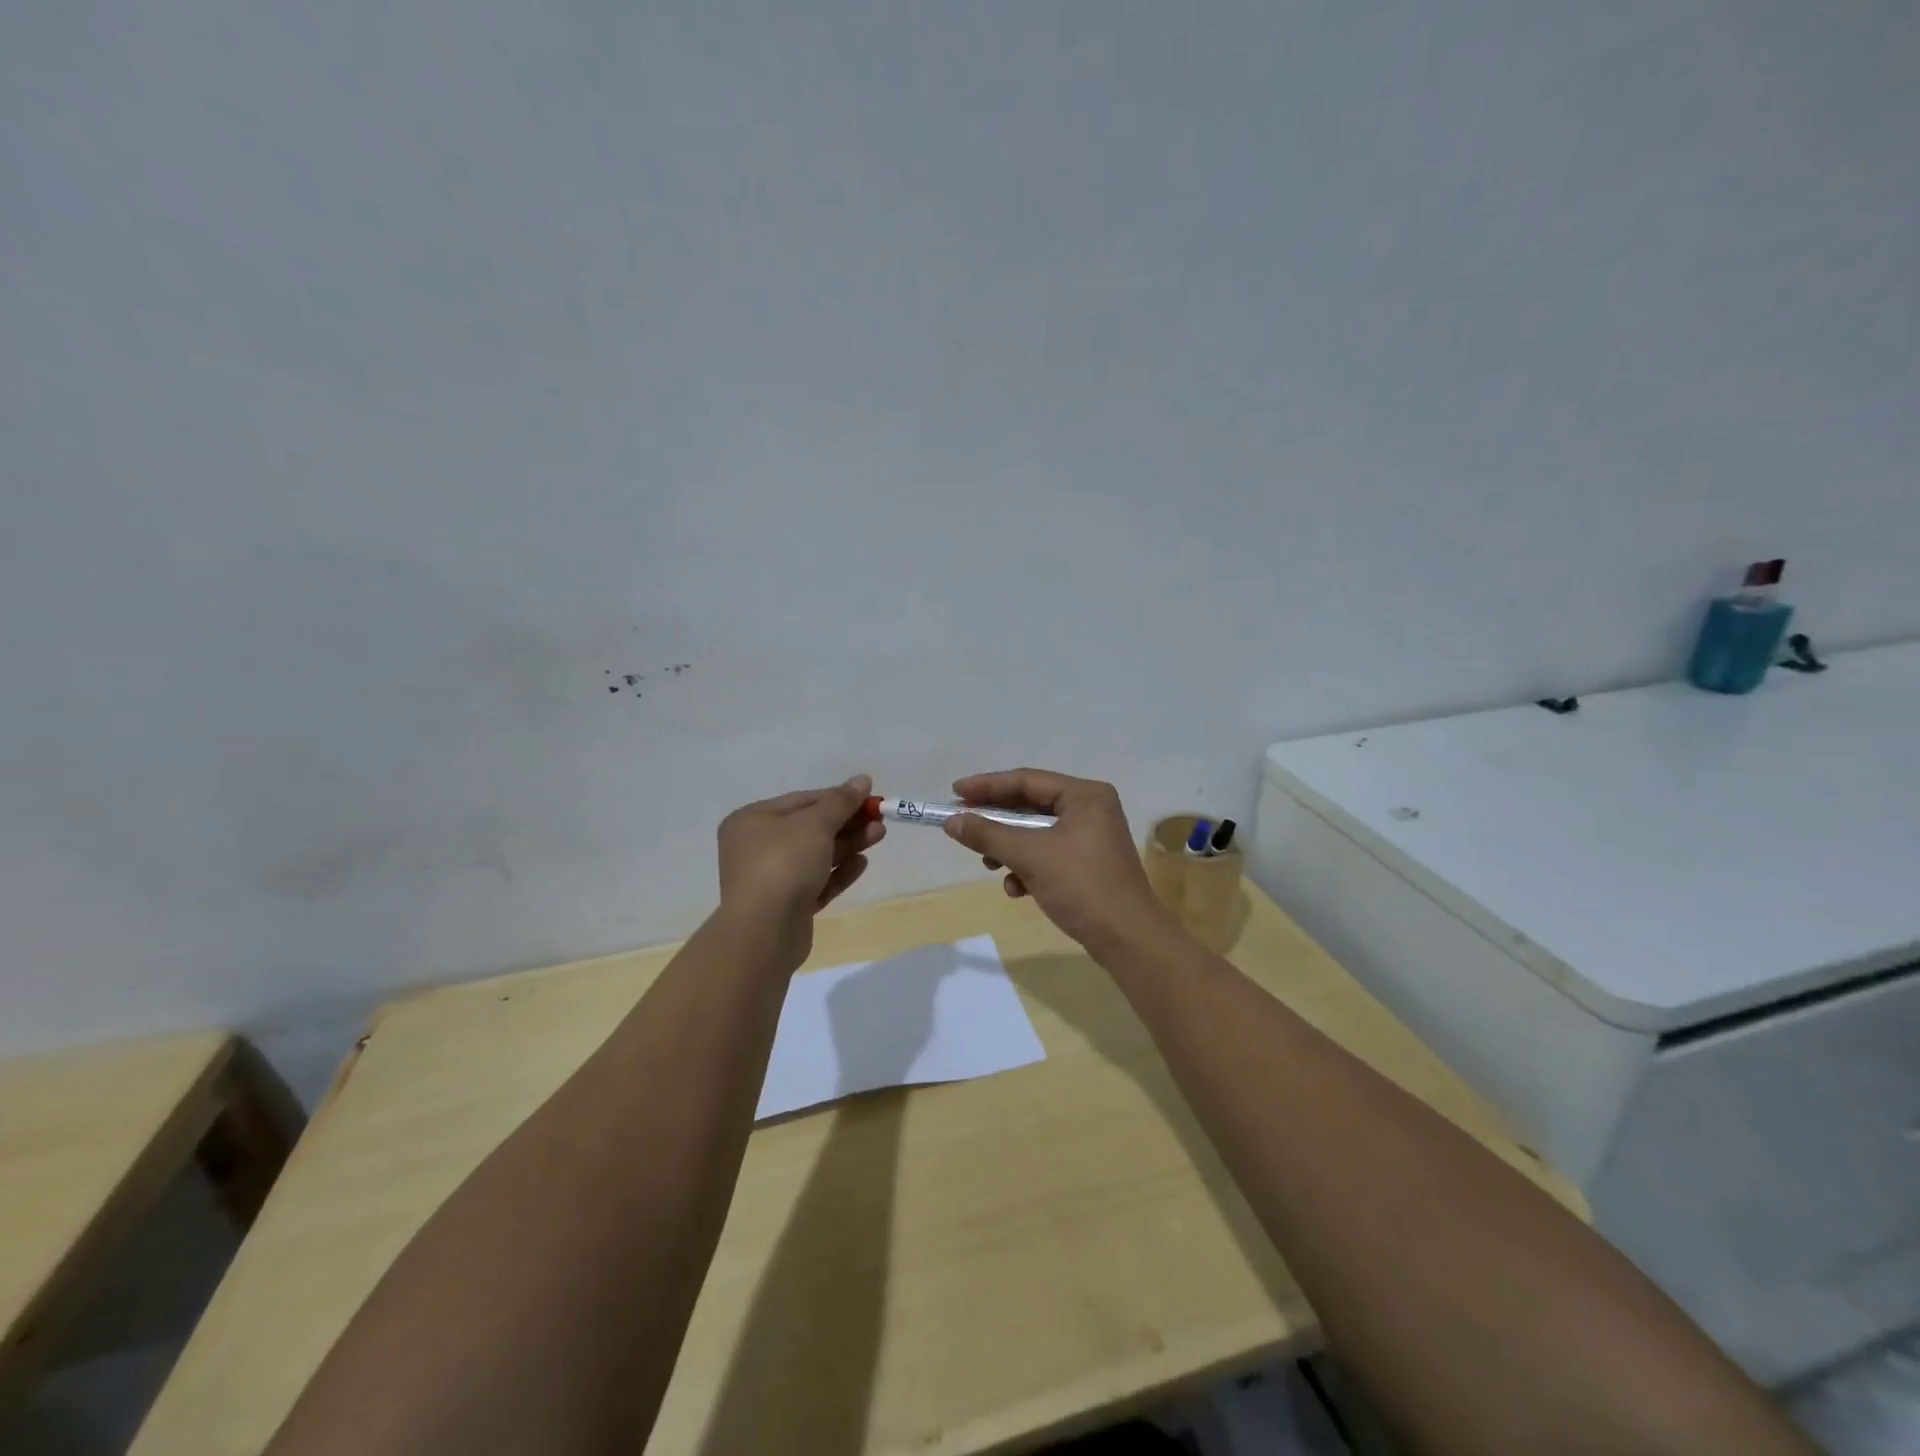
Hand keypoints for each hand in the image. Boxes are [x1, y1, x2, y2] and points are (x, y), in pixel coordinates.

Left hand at [716, 775, 883, 961]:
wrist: (764, 931)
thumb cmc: (784, 864)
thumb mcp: (815, 824)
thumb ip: (840, 801)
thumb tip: (861, 780)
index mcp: (753, 821)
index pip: (802, 801)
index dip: (837, 797)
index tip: (869, 796)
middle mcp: (757, 847)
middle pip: (811, 829)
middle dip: (847, 822)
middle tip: (880, 818)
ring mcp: (772, 879)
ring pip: (816, 856)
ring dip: (848, 844)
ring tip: (880, 835)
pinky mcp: (787, 906)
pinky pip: (817, 882)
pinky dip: (839, 872)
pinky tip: (862, 863)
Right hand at [943, 768, 1172, 949]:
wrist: (1128, 939)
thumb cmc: (1082, 886)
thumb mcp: (1030, 856)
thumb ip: (988, 835)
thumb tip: (952, 822)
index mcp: (1084, 795)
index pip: (1027, 780)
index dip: (987, 786)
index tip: (954, 793)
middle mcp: (1091, 809)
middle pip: (1031, 806)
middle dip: (996, 821)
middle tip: (963, 826)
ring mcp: (1092, 838)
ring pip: (1036, 833)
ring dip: (1009, 848)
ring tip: (988, 864)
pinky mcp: (1089, 864)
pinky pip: (1048, 855)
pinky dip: (1028, 867)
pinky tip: (1017, 889)